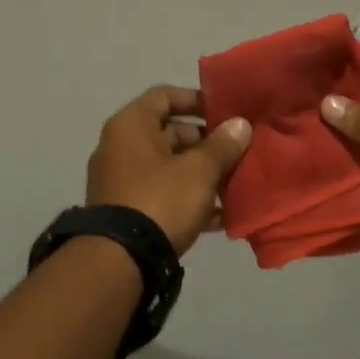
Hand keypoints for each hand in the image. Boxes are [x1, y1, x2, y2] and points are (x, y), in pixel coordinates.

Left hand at [86, 86, 251, 254]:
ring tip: (235, 184)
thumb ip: (222, 145)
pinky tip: (220, 217)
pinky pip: (162, 194)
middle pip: (169, 133)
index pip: (165, 96)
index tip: (225, 113)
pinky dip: (188, 200)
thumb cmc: (160, 200)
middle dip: (206, 143)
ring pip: (169, 167)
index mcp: (131, 125)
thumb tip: (240, 124)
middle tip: (237, 152)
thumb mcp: (199, 170)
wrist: (120, 262)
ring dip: (201, 174)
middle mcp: (120, 146)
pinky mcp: (126, 211)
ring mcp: (120, 180)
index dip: (196, 100)